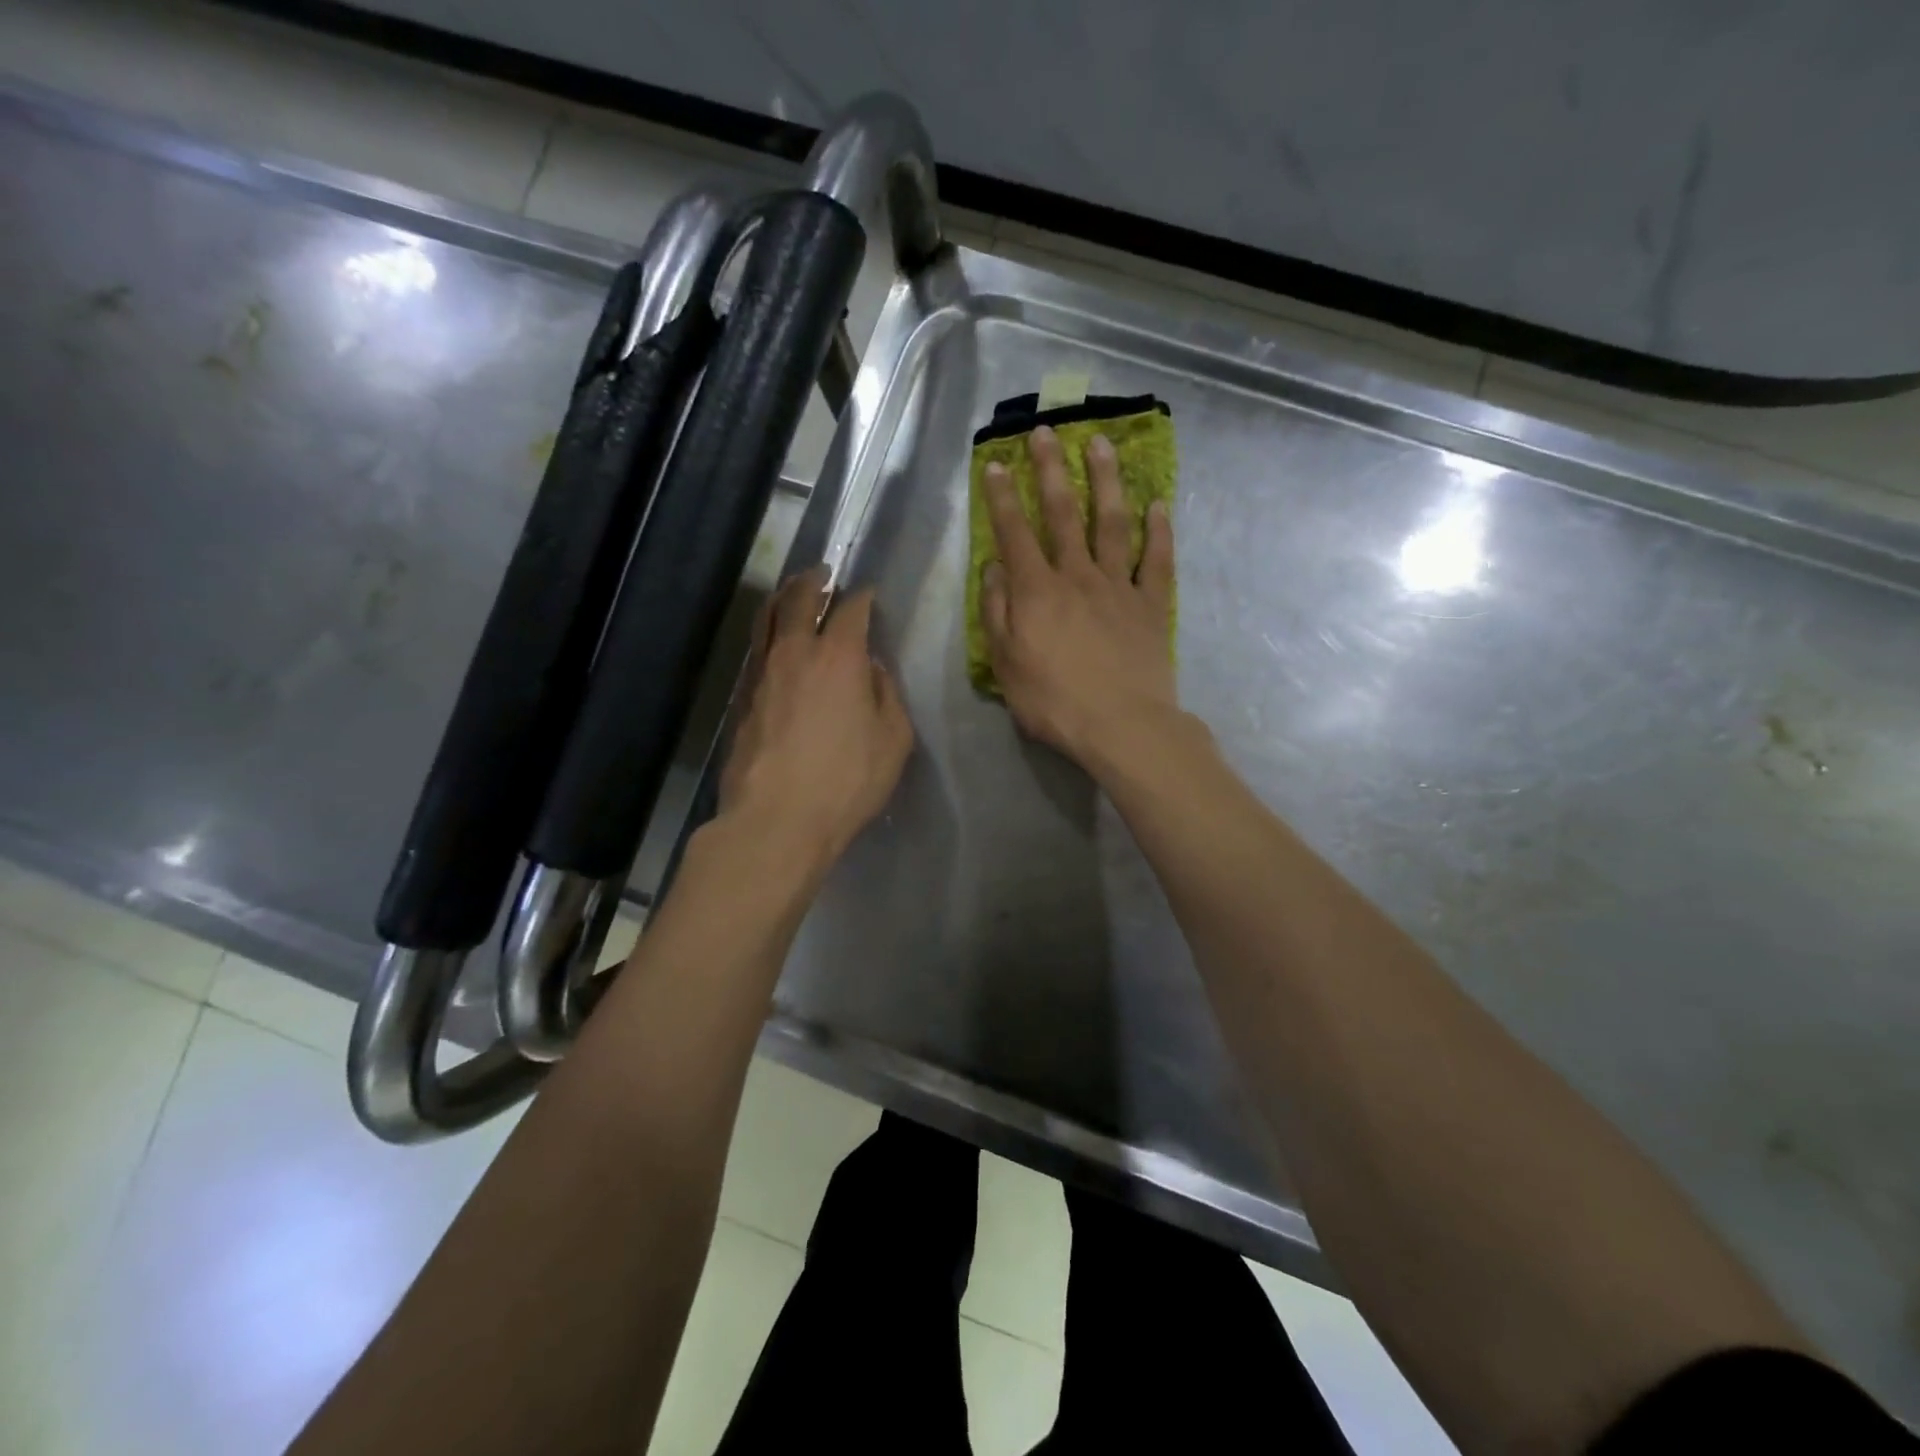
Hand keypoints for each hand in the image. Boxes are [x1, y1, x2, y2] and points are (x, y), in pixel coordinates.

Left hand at [719, 568, 913, 873]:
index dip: (862, 598)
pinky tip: (773, 643)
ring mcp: (762, 674)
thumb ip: (887, 695)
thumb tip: (872, 670)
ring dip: (783, 598)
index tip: (868, 594)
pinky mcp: (742, 699)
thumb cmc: (847, 782)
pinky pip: (755, 650)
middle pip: (799, 599)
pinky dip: (767, 634)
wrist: (777, 819)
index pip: (851, 610)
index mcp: (839, 658)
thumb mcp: (893, 740)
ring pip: (768, 620)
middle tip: (822, 572)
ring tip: (792, 592)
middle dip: (813, 580)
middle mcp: (796, 653)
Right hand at [981, 425, 1177, 770]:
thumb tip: (993, 569)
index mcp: (1037, 591)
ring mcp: (1119, 587)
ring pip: (1112, 523)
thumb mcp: (1006, 664)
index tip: (998, 463)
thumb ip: (997, 612)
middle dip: (1052, 470)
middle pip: (1063, 514)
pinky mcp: (1151, 605)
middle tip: (1047, 431)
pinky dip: (1159, 531)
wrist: (1121, 726)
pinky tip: (1158, 505)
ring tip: (1103, 444)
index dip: (1004, 497)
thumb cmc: (1054, 701)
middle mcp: (1078, 576)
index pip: (1015, 533)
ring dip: (1106, 481)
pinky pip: (1157, 560)